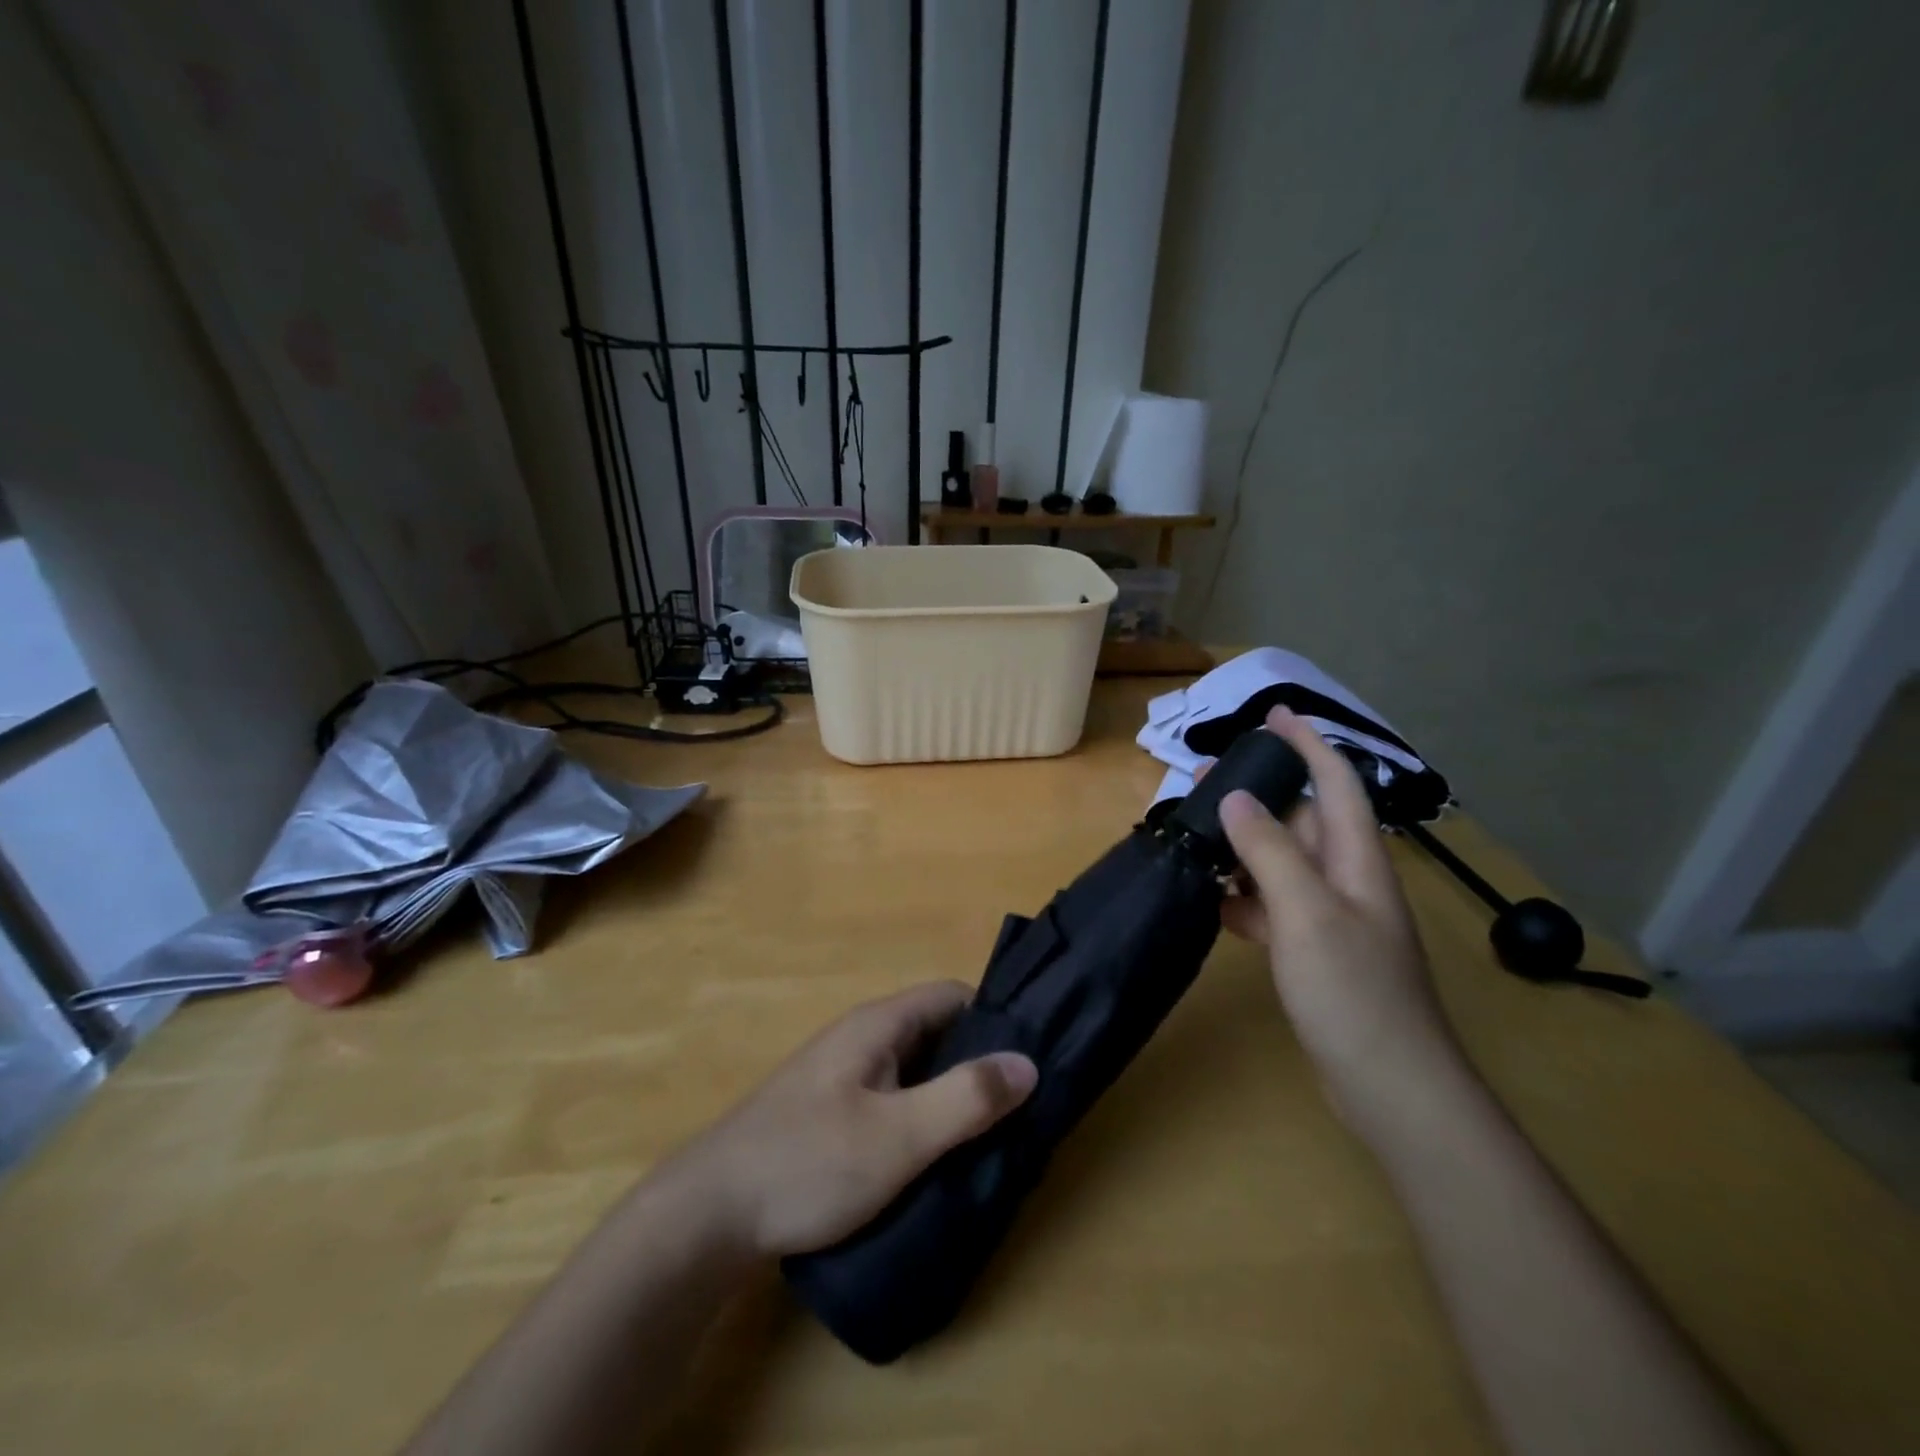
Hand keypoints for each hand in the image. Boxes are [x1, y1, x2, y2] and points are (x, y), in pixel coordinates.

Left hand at [665, 982, 1036, 1258]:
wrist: (707, 1216)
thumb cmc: (807, 1163)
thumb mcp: (897, 1136)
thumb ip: (964, 1098)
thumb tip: (1028, 1063)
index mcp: (877, 1025)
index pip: (952, 996)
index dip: (995, 1018)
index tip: (1031, 1058)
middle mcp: (861, 1039)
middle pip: (936, 1034)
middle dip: (978, 1064)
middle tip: (1021, 1108)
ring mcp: (843, 1077)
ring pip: (915, 1071)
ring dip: (950, 1096)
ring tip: (991, 1138)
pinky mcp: (831, 1114)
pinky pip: (892, 1100)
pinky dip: (921, 1118)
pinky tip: (937, 1158)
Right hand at [1214, 707, 1463, 1136]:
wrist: (1389, 1086)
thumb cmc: (1353, 992)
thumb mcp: (1306, 913)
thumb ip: (1270, 851)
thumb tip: (1237, 797)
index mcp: (1356, 860)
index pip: (1336, 783)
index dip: (1308, 743)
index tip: (1273, 714)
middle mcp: (1347, 879)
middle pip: (1302, 818)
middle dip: (1259, 792)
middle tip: (1205, 778)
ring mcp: (1331, 917)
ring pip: (1282, 861)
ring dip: (1244, 844)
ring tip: (1197, 833)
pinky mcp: (1314, 950)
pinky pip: (1274, 905)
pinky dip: (1244, 896)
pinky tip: (1213, 901)